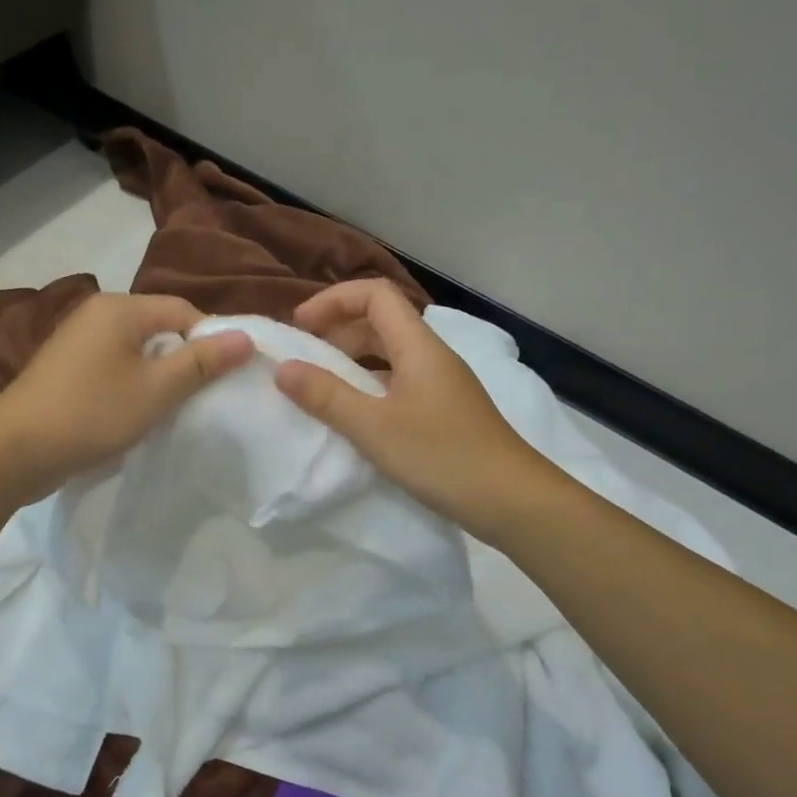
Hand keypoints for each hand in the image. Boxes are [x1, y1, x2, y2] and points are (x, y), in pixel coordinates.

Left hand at [0, 292, 254, 500]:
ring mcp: (77, 341)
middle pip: (160, 328)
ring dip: (159, 376)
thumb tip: (247, 337)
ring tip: (174, 408)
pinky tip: (138, 413)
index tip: (227, 377)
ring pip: (137, 351)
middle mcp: (97, 314)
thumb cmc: (91, 413)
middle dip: (185, 359)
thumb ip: (202, 362)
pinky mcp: (67, 368)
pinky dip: (133, 385)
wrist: (14, 451)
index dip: (211, 340)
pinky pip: (114, 367)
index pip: (183, 310)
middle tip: (204, 397)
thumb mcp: (156, 390)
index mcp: (119, 308)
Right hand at [274, 279, 555, 542]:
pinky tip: (353, 414)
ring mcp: (440, 384)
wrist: (514, 501)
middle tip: (302, 357)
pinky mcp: (443, 411)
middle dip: (337, 330)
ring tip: (319, 385)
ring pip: (389, 353)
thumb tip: (283, 368)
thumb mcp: (374, 428)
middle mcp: (431, 356)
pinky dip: (368, 385)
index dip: (333, 300)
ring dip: (351, 359)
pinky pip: (397, 381)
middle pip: (381, 321)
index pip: (374, 294)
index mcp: (418, 346)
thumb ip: (326, 396)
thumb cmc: (443, 457)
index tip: (300, 327)